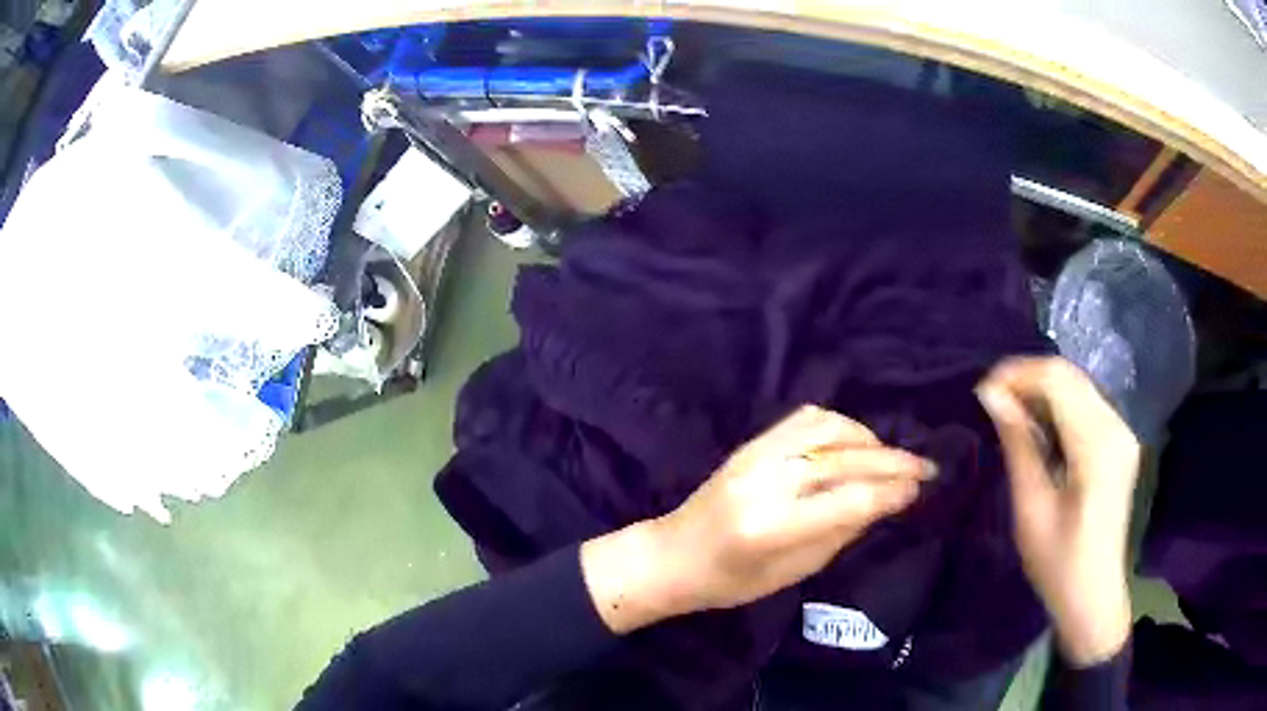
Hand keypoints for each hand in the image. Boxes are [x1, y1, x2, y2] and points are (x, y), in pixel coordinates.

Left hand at [581, 405, 933, 633]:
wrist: (674, 555)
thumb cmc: (730, 582)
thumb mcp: (792, 572)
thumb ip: (840, 534)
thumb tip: (885, 502)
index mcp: (774, 526)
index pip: (851, 500)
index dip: (892, 492)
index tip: (921, 489)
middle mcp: (767, 481)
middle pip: (845, 461)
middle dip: (894, 463)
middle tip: (926, 467)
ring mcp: (756, 455)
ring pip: (829, 430)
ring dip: (869, 439)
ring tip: (891, 457)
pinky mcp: (751, 443)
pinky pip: (805, 419)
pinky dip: (838, 425)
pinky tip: (855, 441)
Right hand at [976, 357, 1140, 665]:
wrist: (1094, 595)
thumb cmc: (1058, 564)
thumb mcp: (1032, 508)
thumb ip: (1018, 445)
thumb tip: (991, 395)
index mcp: (1097, 445)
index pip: (1058, 380)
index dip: (1018, 374)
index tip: (983, 391)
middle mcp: (1116, 426)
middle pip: (1070, 376)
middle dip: (1027, 378)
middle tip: (991, 401)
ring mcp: (1121, 432)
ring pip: (1077, 385)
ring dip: (1041, 390)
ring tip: (1009, 412)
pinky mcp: (1119, 441)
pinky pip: (1085, 404)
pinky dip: (1057, 405)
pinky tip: (1038, 427)